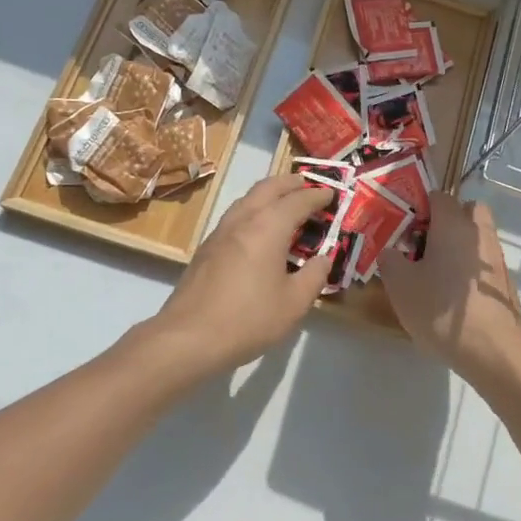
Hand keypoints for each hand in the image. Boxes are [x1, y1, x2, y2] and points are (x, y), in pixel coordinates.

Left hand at [148, 173, 335, 379]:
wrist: (188, 336)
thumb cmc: (248, 319)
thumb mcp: (294, 303)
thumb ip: (314, 276)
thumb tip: (324, 259)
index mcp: (268, 227)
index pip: (297, 200)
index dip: (317, 196)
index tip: (332, 194)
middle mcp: (243, 220)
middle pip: (268, 188)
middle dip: (290, 183)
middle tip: (307, 185)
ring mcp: (220, 232)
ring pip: (247, 199)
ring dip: (269, 194)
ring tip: (284, 204)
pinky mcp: (207, 247)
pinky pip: (236, 216)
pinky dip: (253, 211)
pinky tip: (258, 230)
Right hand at [378, 194, 520, 375]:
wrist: (492, 349)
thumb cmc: (441, 309)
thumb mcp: (400, 285)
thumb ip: (390, 260)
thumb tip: (391, 251)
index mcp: (452, 223)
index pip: (438, 196)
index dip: (419, 206)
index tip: (403, 227)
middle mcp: (479, 232)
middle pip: (466, 210)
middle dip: (447, 219)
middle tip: (424, 243)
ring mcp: (496, 256)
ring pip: (477, 236)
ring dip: (459, 245)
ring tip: (436, 272)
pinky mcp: (505, 281)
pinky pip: (483, 261)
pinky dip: (469, 267)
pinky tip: (454, 293)